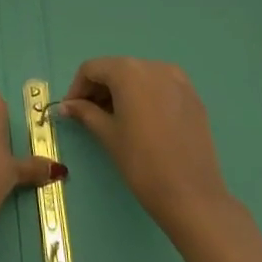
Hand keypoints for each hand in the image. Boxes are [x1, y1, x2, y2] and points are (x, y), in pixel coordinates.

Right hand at [56, 57, 230, 234]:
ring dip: (122, 92)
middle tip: (89, 115)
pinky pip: (160, 88)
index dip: (77, 88)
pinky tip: (142, 122)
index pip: (92, 69)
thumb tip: (67, 106)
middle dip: (99, 89)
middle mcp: (155, 66)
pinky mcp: (193, 97)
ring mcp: (179, 80)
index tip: (71, 110)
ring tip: (114, 119)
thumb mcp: (107, 134)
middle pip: (117, 69)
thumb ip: (85, 112)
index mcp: (129, 71)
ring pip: (139, 77)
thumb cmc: (142, 162)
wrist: (192, 196)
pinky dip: (144, 97)